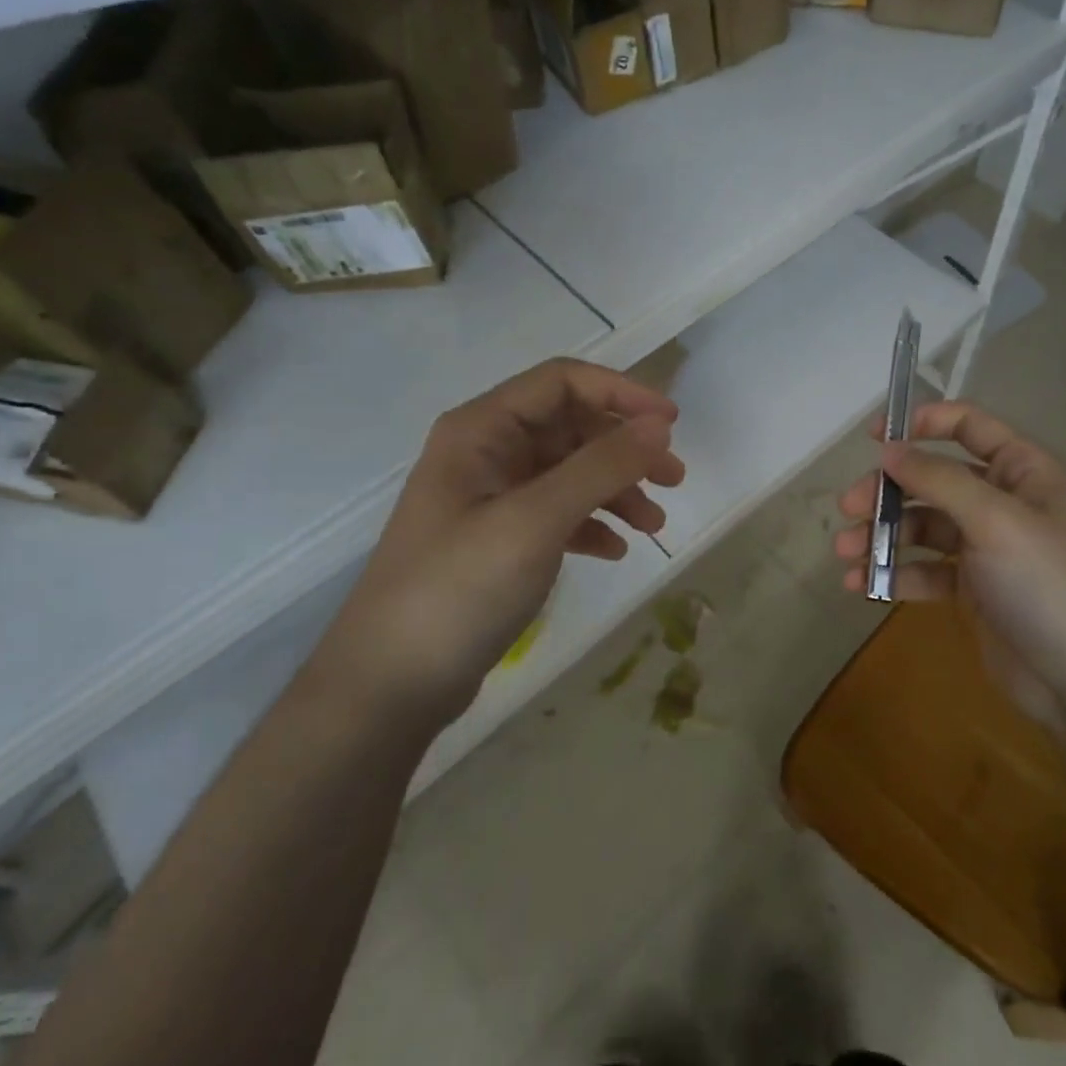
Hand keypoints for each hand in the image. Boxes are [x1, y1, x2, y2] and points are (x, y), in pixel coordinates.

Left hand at [310, 359, 684, 722]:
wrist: (391, 684)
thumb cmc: (459, 588)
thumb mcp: (536, 520)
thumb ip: (601, 466)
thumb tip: (660, 425)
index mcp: (482, 430)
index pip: (562, 381)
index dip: (621, 393)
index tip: (672, 423)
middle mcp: (486, 453)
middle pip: (571, 427)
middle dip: (626, 448)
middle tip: (674, 479)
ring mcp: (491, 498)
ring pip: (570, 472)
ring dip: (616, 490)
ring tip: (653, 526)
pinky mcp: (499, 539)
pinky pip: (558, 514)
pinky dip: (591, 524)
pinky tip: (614, 550)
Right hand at [834, 402, 1065, 724]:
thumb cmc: (1045, 583)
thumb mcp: (994, 520)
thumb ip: (938, 480)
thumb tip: (888, 449)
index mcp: (1020, 472)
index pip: (969, 426)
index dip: (923, 422)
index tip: (874, 437)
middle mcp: (1000, 503)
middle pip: (932, 480)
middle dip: (888, 492)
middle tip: (848, 509)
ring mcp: (985, 548)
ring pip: (922, 527)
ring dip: (882, 536)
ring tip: (846, 554)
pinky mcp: (970, 589)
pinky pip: (924, 570)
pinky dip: (893, 573)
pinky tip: (862, 584)